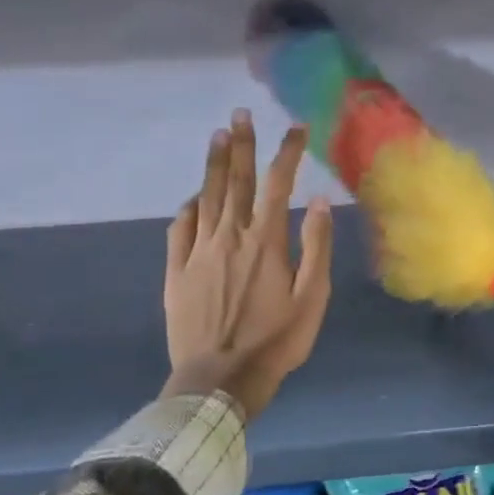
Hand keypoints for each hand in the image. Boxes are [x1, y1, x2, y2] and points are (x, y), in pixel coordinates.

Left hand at [162, 110, 333, 418]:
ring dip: (213, 164)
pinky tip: (194, 197)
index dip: (288, 152)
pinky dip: (189, 206)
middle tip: (241, 113)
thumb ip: (316, 246)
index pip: (278, 183)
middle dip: (242, 144)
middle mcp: (230, 236)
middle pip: (236, 180)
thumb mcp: (312, 298)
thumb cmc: (275, 341)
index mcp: (266, 241)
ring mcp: (199, 252)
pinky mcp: (176, 271)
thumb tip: (317, 200)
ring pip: (207, 196)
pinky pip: (180, 228)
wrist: (219, 380)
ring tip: (218, 135)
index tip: (296, 128)